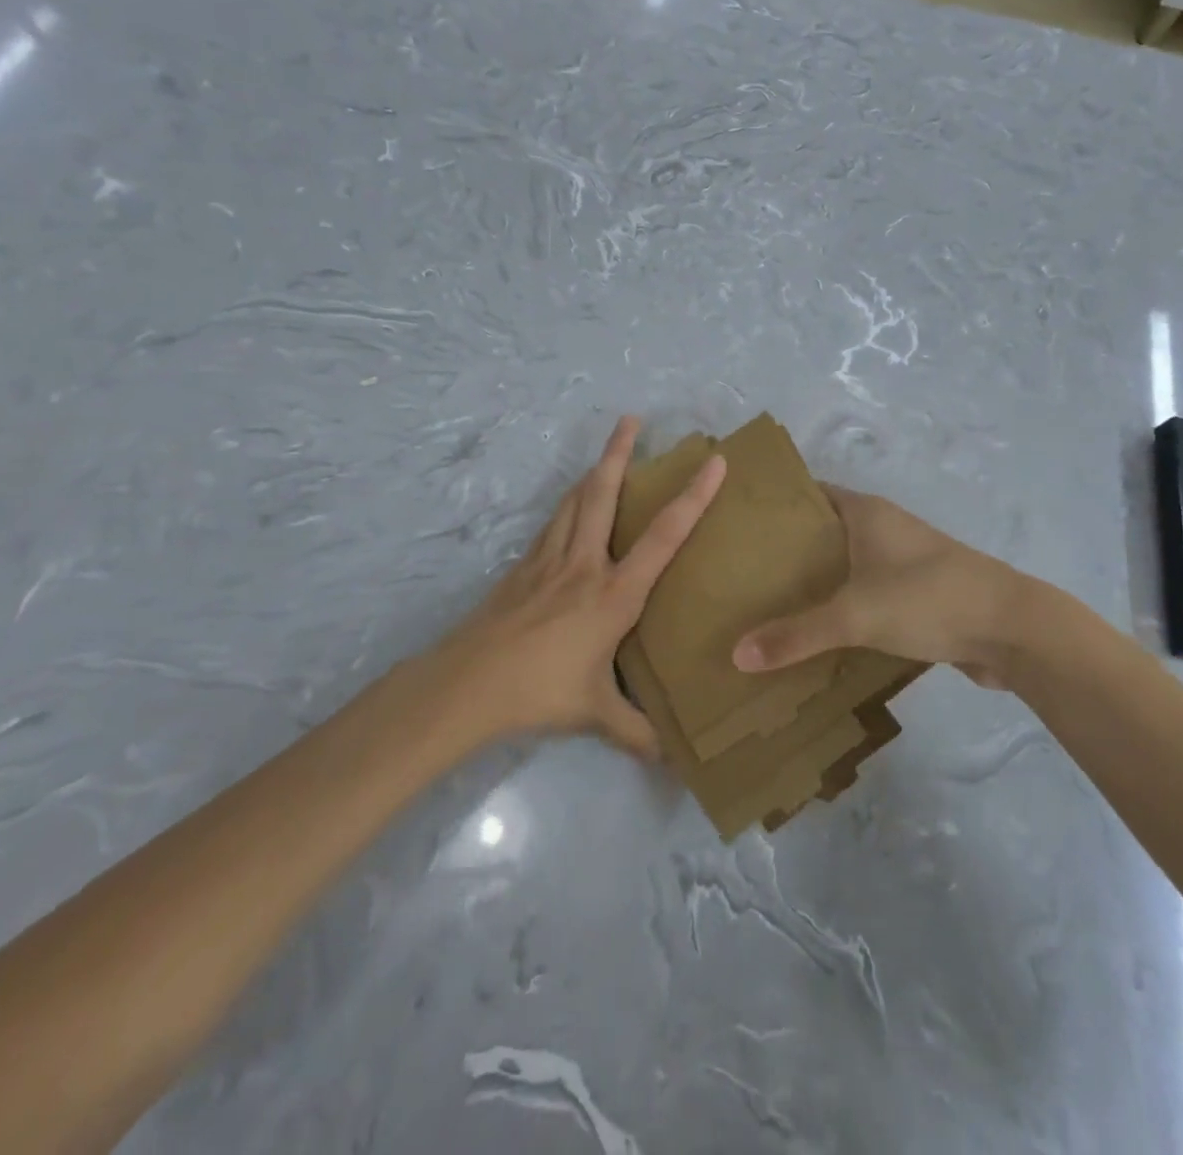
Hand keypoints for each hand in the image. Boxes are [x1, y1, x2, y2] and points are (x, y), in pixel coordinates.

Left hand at [427, 416, 725, 755]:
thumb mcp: (595, 714)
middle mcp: (584, 564)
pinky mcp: (523, 566)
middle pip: (604, 494)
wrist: (468, 683)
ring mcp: (549, 560)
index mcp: (614, 593)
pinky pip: (554, 522)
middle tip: (632, 418)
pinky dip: (569, 503)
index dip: (693, 497)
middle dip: (620, 452)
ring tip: (607, 450)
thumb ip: (637, 733)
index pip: (664, 536)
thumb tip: (675, 764)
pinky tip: (571, 505)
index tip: (714, 462)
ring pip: (575, 500)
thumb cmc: (540, 691)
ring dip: (594, 470)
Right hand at [731, 486, 1114, 690]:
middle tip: (741, 571)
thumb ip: (796, 635)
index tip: (736, 522)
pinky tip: (817, 632)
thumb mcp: (855, 616)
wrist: (1013, 629)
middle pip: (824, 531)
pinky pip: (866, 592)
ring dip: (816, 581)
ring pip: (846, 564)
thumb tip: (736, 655)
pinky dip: (842, 606)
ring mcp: (903, 561)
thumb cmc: (928, 599)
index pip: (809, 493)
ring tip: (767, 603)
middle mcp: (883, 527)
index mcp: (866, 512)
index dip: (775, 504)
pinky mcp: (918, 593)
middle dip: (787, 550)